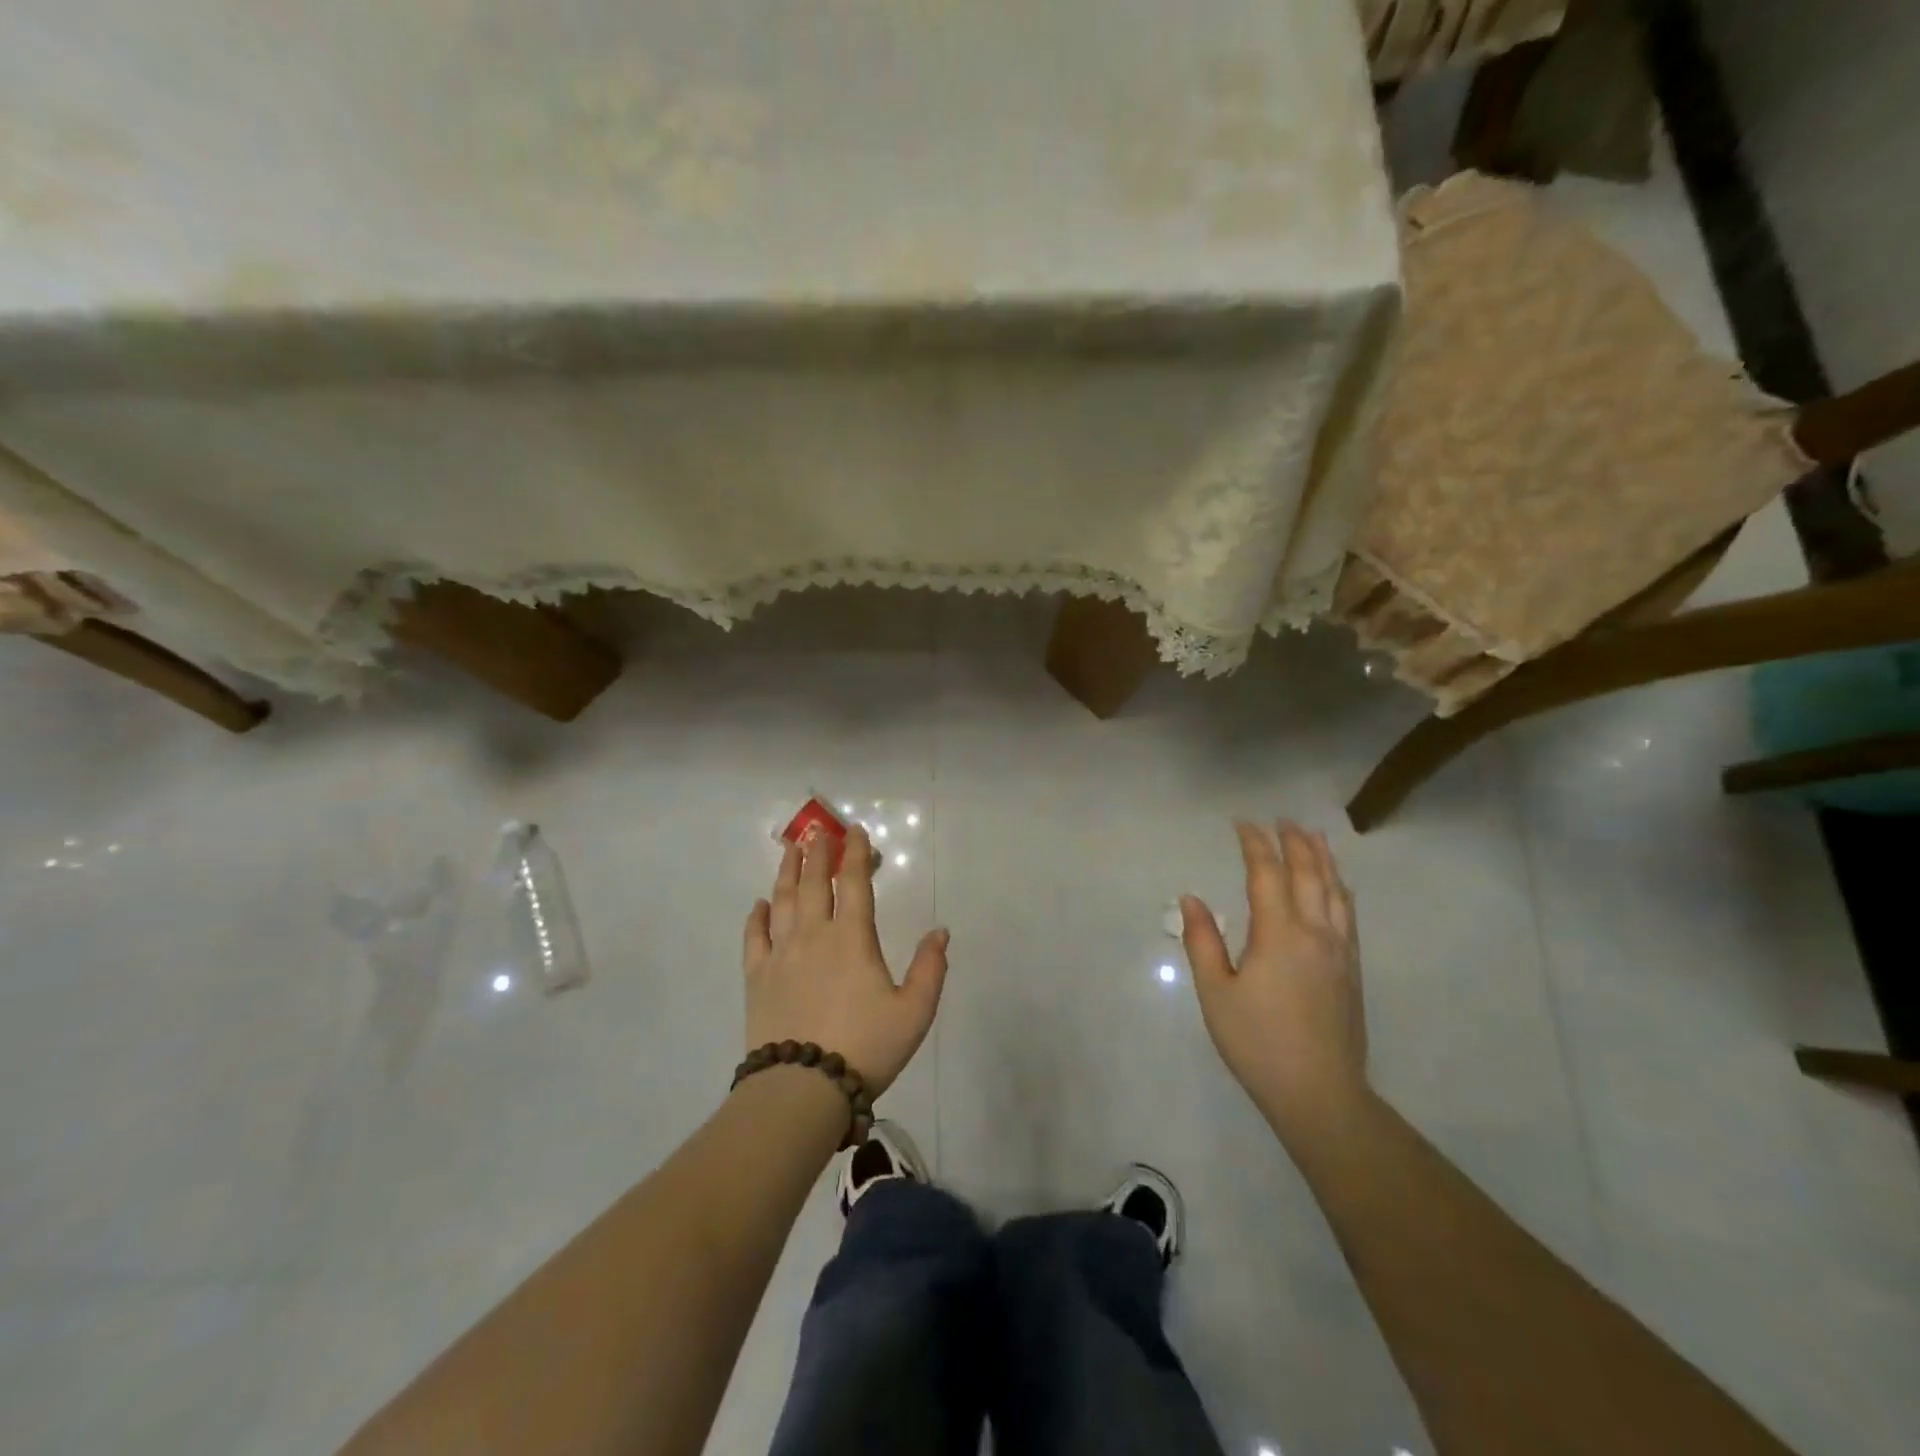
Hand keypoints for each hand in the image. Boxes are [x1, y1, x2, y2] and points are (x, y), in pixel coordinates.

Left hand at [742, 825, 948, 1095]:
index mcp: (852, 938)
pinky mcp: (757, 978)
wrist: (803, 1088)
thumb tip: (940, 931)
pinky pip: (754, 937)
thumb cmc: (866, 1047)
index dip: (855, 853)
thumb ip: (930, 968)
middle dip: (818, 853)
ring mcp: (781, 955)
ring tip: (790, 849)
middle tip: (817, 830)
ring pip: (783, 901)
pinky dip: (757, 916)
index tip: (854, 830)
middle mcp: (814, 935)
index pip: (855, 883)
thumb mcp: (914, 1012)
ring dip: (787, 871)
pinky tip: (759, 904)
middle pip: (815, 883)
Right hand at [1181, 819, 1367, 1135]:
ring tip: (1314, 836)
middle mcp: (1315, 932)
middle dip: (1294, 842)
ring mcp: (1340, 950)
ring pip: (1335, 890)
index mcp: (1278, 933)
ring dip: (1323, 858)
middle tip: (1280, 820)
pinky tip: (1337, 886)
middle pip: (1309, 873)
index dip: (1254, 844)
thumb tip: (1191, 898)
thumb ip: (1202, 941)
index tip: (1241, 823)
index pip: (1267, 873)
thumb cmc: (1257, 1042)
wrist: (1320, 1093)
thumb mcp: (1216, 993)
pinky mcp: (1352, 968)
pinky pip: (1348, 913)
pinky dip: (1340, 888)